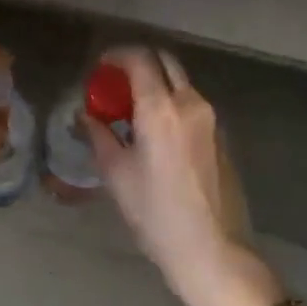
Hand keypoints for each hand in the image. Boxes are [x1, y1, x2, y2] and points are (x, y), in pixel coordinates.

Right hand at [85, 48, 282, 305]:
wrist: (212, 250)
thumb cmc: (156, 214)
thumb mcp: (116, 175)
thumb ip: (98, 136)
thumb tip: (85, 115)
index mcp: (161, 109)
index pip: (139, 59)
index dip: (116, 56)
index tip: (99, 67)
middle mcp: (190, 103)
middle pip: (165, 62)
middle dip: (138, 63)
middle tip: (114, 83)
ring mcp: (211, 119)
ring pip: (180, 83)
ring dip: (155, 83)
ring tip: (130, 108)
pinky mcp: (221, 136)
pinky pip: (191, 104)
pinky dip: (170, 102)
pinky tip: (153, 130)